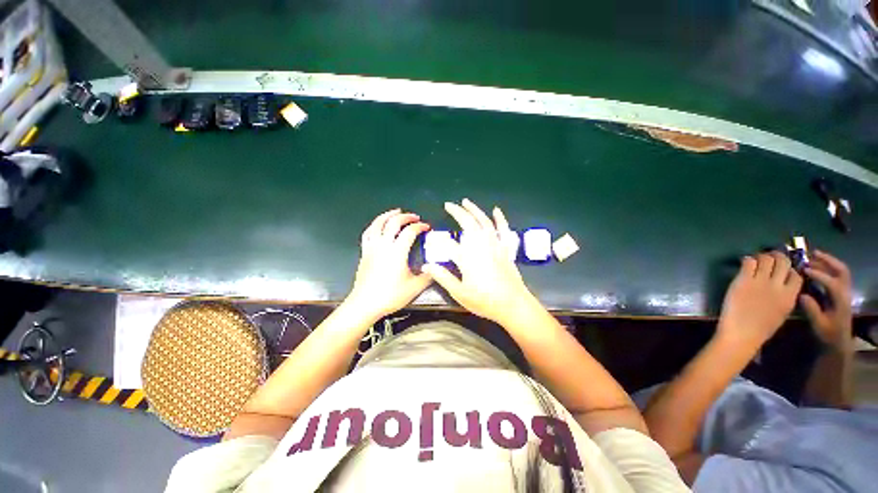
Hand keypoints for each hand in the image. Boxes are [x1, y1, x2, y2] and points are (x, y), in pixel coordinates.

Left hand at [345, 209, 431, 321]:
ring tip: (395, 212)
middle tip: (414, 217)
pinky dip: (374, 225)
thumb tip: (435, 269)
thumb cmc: (390, 296)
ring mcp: (372, 247)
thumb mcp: (414, 287)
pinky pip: (368, 233)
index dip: (420, 227)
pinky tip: (378, 225)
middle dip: (406, 216)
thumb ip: (428, 276)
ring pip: (378, 224)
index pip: (410, 231)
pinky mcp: (364, 252)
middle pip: (393, 222)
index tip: (427, 227)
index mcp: (397, 251)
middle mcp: (384, 245)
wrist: (365, 304)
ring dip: (388, 215)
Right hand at [422, 199, 538, 324]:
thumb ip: (443, 277)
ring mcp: (495, 246)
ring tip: (466, 201)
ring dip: (475, 210)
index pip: (449, 244)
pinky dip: (500, 219)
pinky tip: (496, 210)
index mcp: (467, 258)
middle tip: (449, 204)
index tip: (432, 240)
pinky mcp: (506, 249)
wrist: (513, 305)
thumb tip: (426, 265)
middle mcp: (481, 246)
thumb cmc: (485, 301)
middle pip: (468, 224)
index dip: (439, 241)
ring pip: (484, 222)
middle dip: (457, 212)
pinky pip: (504, 230)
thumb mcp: (459, 293)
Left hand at [717, 252, 802, 347]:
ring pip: (766, 259)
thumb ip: (785, 297)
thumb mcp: (782, 312)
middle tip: (769, 258)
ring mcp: (761, 282)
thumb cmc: (761, 328)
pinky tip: (745, 263)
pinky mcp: (744, 280)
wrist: (742, 333)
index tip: (782, 269)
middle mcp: (778, 286)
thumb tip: (782, 285)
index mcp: (790, 296)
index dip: (789, 269)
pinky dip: (747, 260)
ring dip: (762, 257)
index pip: (796, 275)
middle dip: (777, 257)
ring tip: (756, 260)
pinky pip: (748, 262)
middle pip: (783, 262)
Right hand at [801, 250, 852, 348]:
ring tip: (813, 255)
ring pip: (841, 271)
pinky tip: (817, 266)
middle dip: (828, 261)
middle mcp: (845, 293)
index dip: (819, 275)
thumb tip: (802, 294)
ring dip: (828, 261)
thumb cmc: (828, 334)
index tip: (804, 270)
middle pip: (841, 271)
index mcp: (840, 301)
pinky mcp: (840, 292)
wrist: (839, 341)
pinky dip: (828, 267)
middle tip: (812, 254)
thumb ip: (812, 310)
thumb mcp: (819, 325)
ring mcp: (844, 292)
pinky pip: (837, 275)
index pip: (832, 283)